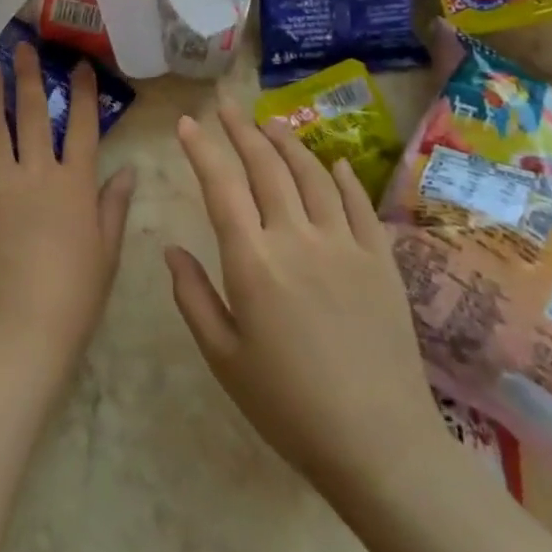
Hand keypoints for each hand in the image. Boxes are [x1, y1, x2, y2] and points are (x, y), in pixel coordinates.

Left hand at [0, 43, 135, 385]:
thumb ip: (115, 205)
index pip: (82, 126)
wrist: (23, 327)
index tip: (80, 65)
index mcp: (74, 183)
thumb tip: (129, 169)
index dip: (83, 93)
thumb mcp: (107, 250)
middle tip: (21, 48)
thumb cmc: (76, 293)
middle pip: (31, 114)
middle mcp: (35, 173)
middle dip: (28, 77)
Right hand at [167, 91, 447, 498]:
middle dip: (241, 130)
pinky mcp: (380, 261)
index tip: (186, 123)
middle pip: (266, 168)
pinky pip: (358, 204)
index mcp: (252, 261)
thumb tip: (171, 249)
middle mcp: (297, 238)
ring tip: (270, 122)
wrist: (379, 445)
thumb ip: (193, 296)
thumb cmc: (288, 405)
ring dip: (288, 143)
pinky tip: (332, 162)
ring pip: (313, 175)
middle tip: (225, 106)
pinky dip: (342, 177)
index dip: (201, 149)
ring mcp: (345, 245)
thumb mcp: (222, 357)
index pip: (220, 186)